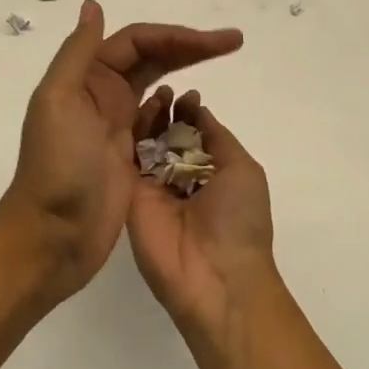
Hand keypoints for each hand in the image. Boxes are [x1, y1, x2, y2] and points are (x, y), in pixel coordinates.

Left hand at [0, 0, 242, 303]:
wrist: (51, 238)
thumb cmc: (57, 166)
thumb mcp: (58, 101)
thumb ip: (77, 52)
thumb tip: (93, 5)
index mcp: (87, 77)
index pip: (138, 41)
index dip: (177, 35)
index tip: (219, 41)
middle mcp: (102, 94)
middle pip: (153, 57)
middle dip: (191, 46)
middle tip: (234, 42)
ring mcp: (118, 126)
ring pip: (159, 85)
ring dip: (188, 71)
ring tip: (223, 66)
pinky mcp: (132, 157)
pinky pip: (161, 122)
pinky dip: (180, 110)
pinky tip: (198, 109)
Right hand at [127, 91, 277, 339]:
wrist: (216, 277)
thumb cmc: (239, 220)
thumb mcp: (242, 170)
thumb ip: (217, 137)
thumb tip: (198, 108)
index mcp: (210, 173)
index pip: (193, 135)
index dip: (188, 113)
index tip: (185, 95)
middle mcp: (179, 178)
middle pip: (165, 136)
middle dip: (165, 112)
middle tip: (163, 92)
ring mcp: (153, 187)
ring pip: (145, 144)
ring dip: (148, 119)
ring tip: (152, 98)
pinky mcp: (130, 197)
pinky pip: (126, 161)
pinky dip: (128, 137)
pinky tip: (131, 117)